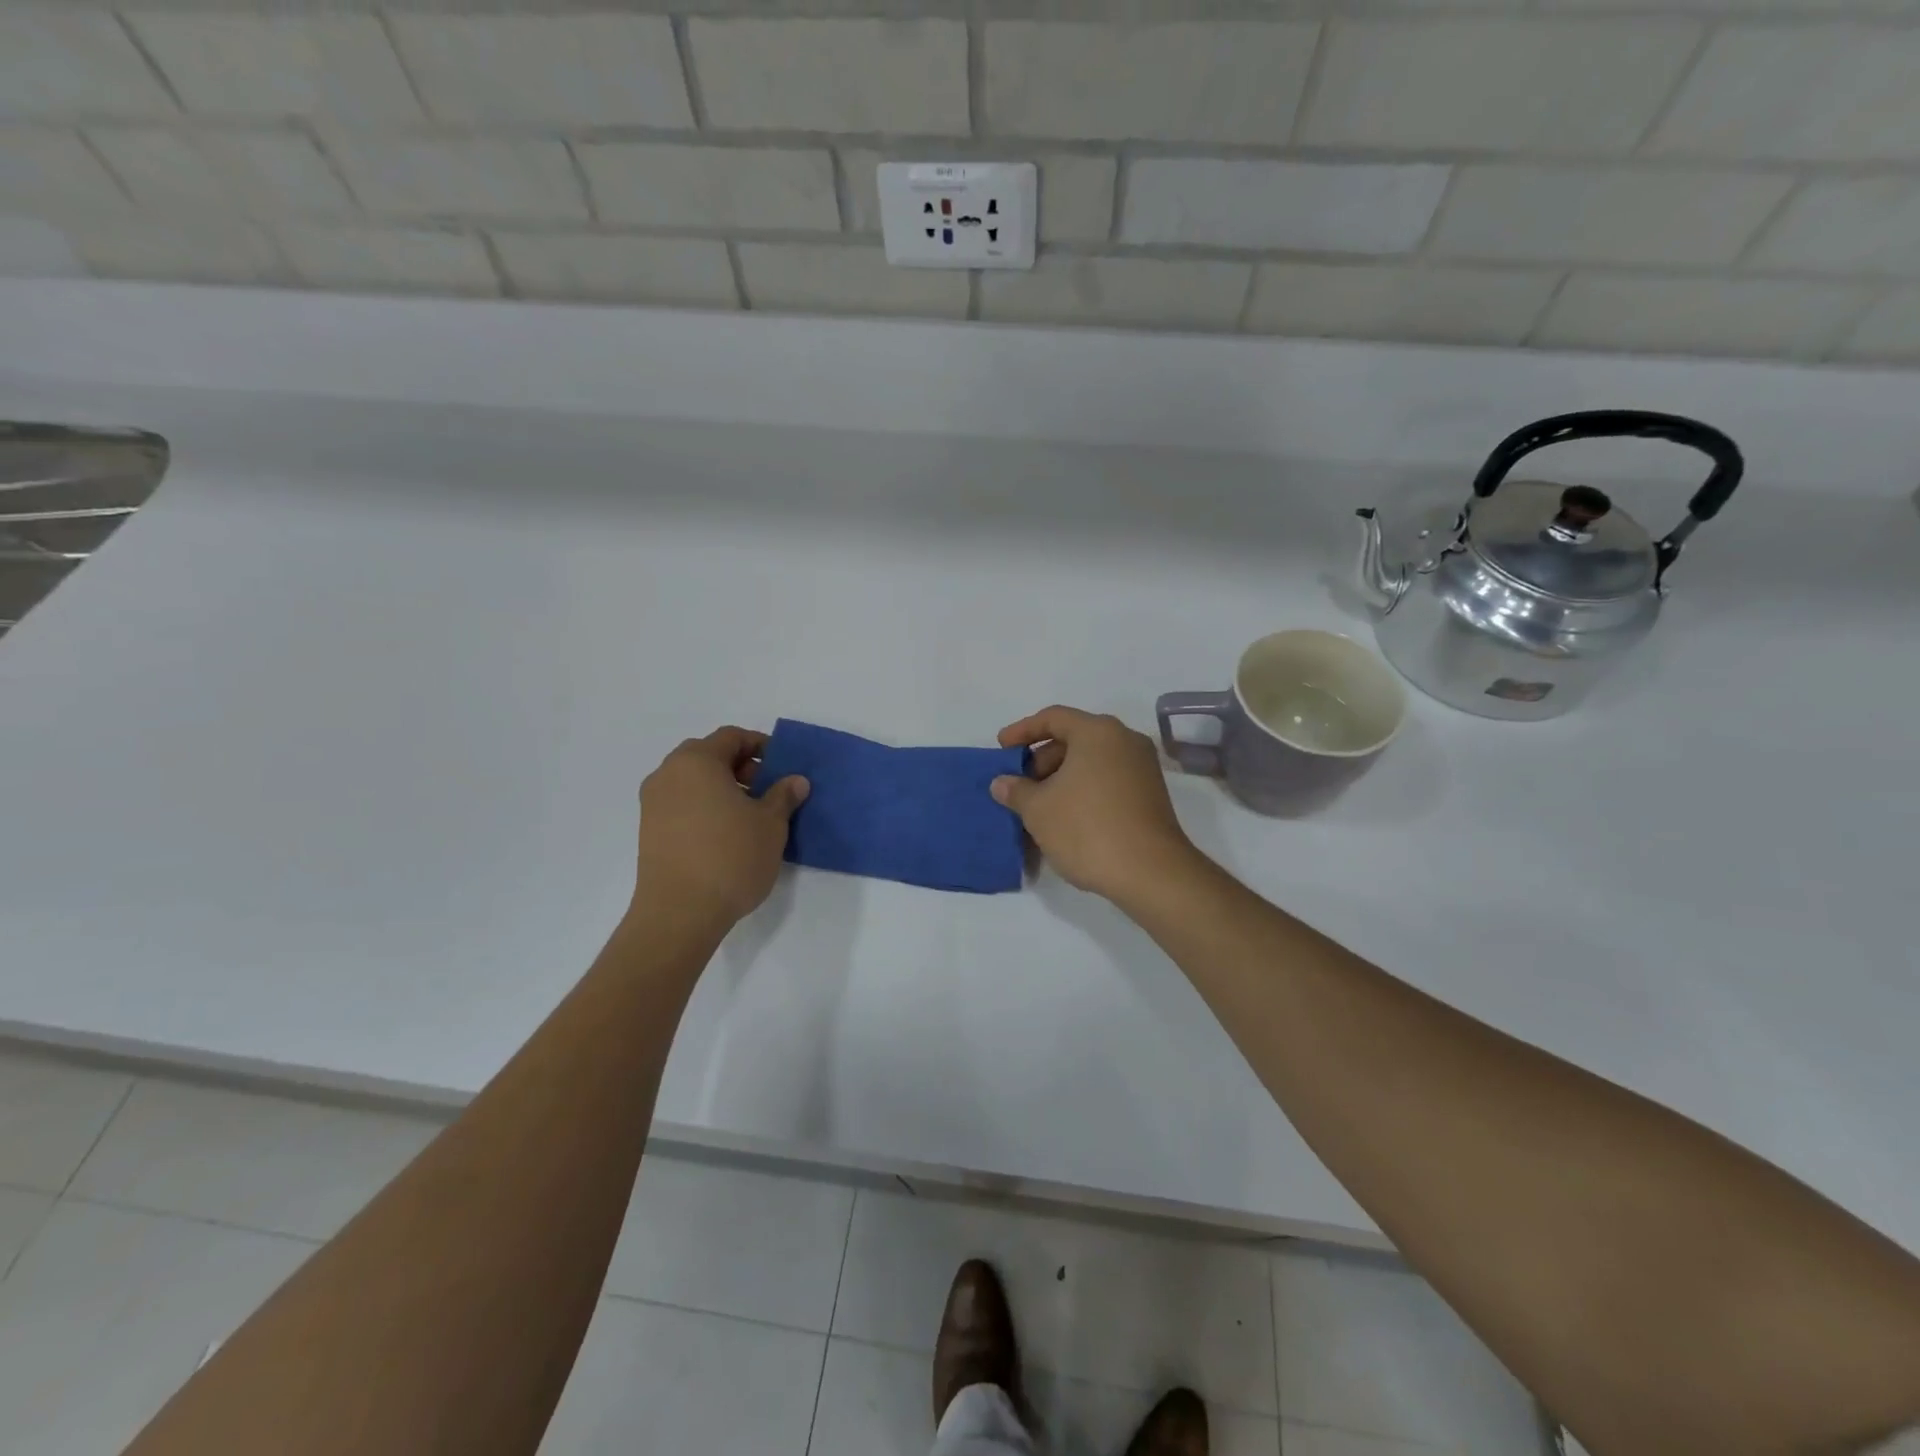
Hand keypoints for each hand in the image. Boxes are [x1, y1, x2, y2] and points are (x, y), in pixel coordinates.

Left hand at [634, 727, 808, 925]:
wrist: (679, 913)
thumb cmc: (730, 857)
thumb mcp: (771, 824)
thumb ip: (783, 796)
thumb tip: (795, 781)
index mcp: (697, 761)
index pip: (732, 737)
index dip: (761, 746)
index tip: (782, 767)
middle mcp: (668, 774)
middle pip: (709, 756)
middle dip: (741, 767)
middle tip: (767, 790)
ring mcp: (653, 803)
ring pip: (693, 781)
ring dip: (722, 788)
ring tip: (750, 816)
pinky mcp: (649, 830)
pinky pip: (682, 804)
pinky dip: (705, 807)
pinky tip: (726, 834)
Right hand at [990, 706, 1198, 902]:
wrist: (1150, 873)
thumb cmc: (1087, 829)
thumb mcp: (1038, 810)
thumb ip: (1016, 790)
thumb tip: (1002, 783)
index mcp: (1098, 732)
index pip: (1053, 717)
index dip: (1022, 730)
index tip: (1002, 748)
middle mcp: (1124, 740)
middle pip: (1074, 738)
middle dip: (1042, 759)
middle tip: (1020, 785)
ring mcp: (1142, 768)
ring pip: (1091, 761)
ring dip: (1061, 778)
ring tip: (1038, 806)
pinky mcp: (1150, 794)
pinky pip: (1107, 780)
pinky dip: (1083, 790)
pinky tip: (1065, 818)